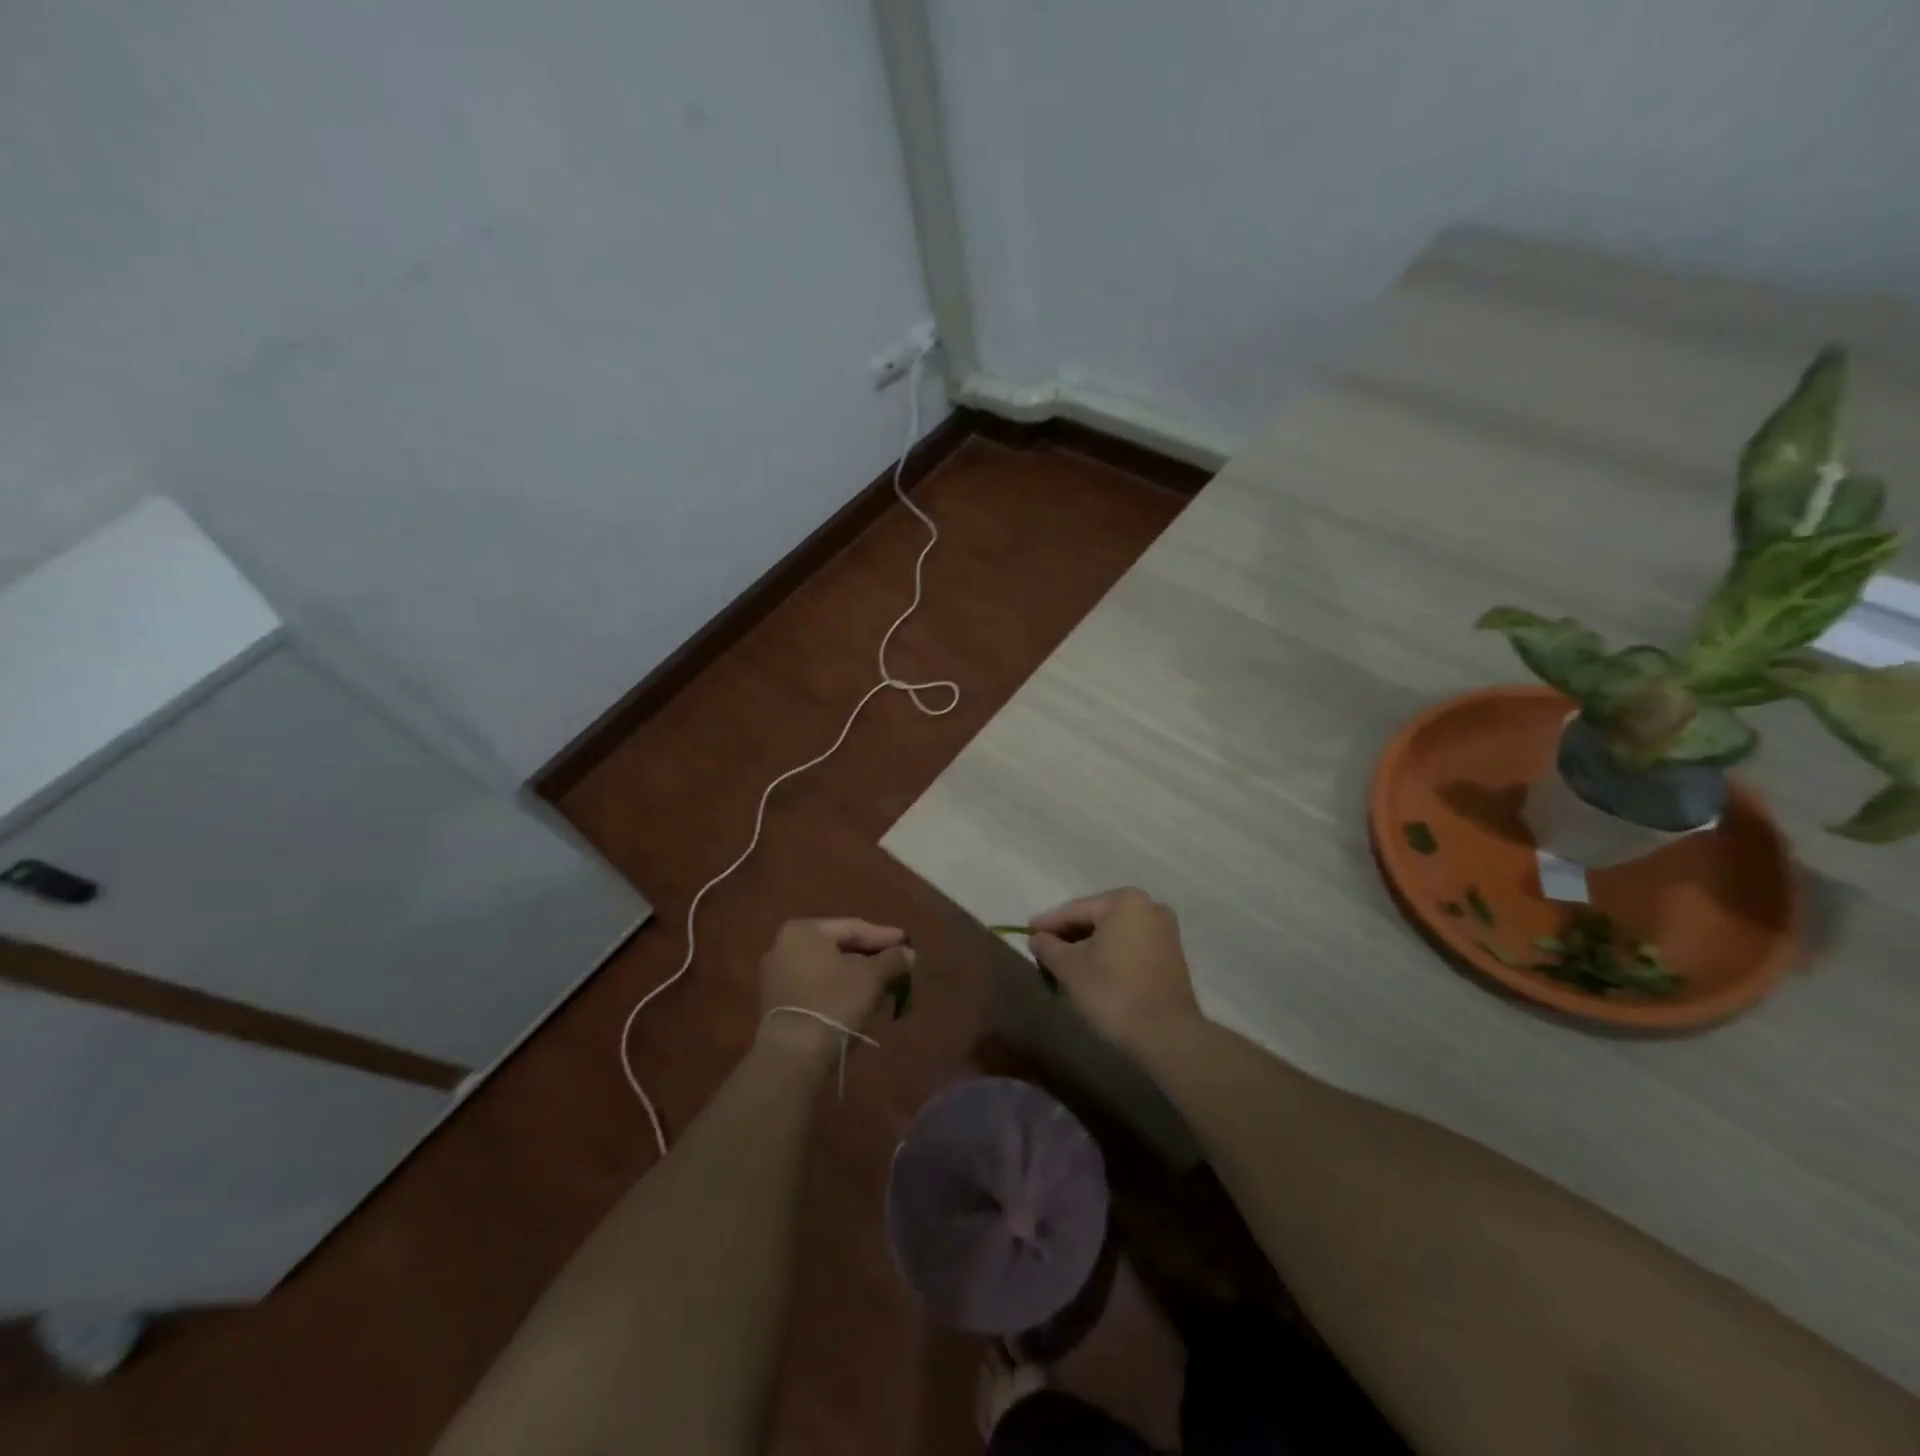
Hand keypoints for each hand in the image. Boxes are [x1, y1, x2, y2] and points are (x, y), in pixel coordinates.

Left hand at [756, 918, 912, 1057]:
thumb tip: (908, 953)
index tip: (907, 942)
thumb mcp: (871, 976)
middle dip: (871, 958)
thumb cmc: (834, 1001)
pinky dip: (839, 990)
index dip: (884, 936)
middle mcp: (784, 946)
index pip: (853, 928)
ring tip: (885, 986)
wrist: (794, 1054)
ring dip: (857, 976)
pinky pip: (816, 987)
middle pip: (839, 948)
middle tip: (898, 964)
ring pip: (828, 969)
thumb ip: (892, 959)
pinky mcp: (778, 1003)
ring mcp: (777, 976)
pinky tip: (861, 1001)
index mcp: (804, 930)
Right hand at [1029, 888, 1200, 1050]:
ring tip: (1064, 964)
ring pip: (1114, 934)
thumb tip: (1037, 938)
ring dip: (1089, 947)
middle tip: (1043, 950)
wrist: (1166, 1035)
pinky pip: (1130, 946)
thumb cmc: (1112, 992)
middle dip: (1069, 935)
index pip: (1075, 910)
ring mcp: (1165, 931)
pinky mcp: (1172, 955)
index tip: (1026, 932)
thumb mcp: (1069, 967)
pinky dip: (1110, 955)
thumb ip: (1048, 946)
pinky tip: (1092, 971)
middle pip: (1096, 919)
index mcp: (1124, 901)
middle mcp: (1148, 906)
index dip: (1048, 923)